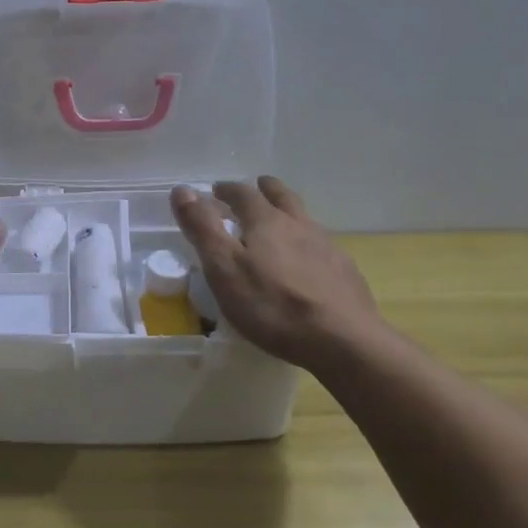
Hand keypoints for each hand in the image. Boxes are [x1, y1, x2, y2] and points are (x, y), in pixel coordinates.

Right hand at [171, 176, 385, 367]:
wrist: (343, 341)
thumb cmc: (273, 305)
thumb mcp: (224, 268)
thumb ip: (203, 228)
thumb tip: (182, 190)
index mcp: (266, 222)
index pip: (243, 194)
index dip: (227, 190)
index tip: (215, 190)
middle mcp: (299, 225)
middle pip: (282, 197)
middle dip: (265, 190)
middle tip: (256, 187)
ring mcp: (327, 248)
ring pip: (304, 219)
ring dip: (288, 214)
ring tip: (280, 223)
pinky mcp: (345, 272)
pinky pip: (322, 247)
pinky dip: (308, 244)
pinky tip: (307, 263)